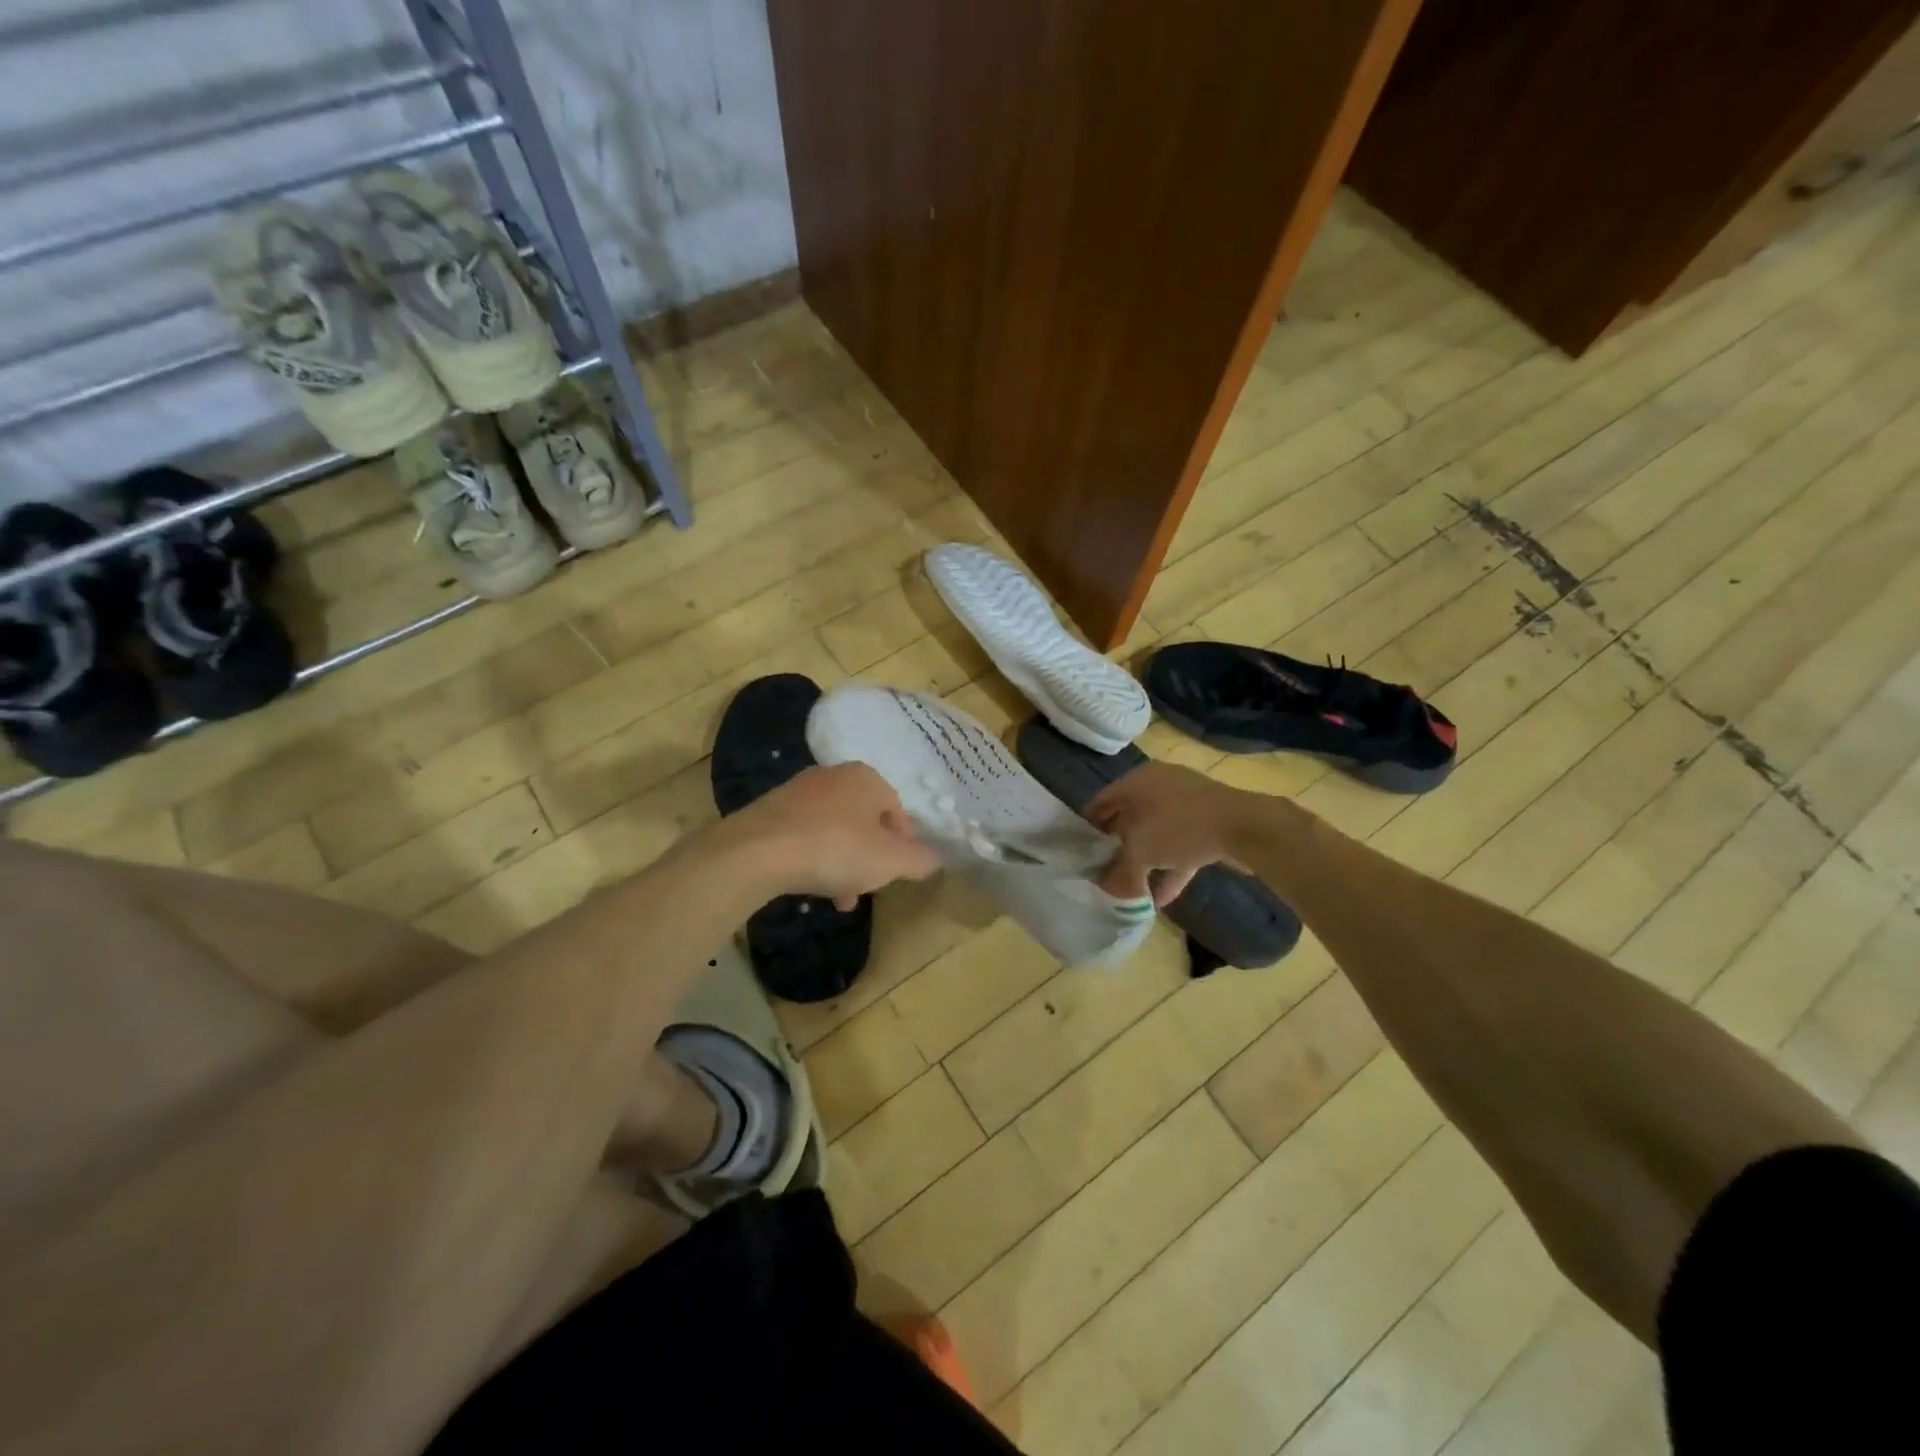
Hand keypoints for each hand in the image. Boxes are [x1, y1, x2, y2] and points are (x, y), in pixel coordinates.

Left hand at [730, 763, 941, 908]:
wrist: (758, 851)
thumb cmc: (836, 849)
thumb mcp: (890, 861)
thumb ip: (919, 860)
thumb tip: (937, 858)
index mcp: (867, 778)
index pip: (897, 809)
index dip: (903, 844)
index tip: (898, 872)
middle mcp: (834, 775)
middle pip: (864, 820)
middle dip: (870, 858)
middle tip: (868, 887)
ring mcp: (799, 790)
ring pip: (834, 830)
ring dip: (842, 863)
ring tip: (839, 898)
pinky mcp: (770, 810)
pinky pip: (804, 834)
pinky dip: (813, 857)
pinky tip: (809, 885)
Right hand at [1087, 763, 1254, 905]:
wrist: (1245, 826)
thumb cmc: (1180, 827)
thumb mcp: (1140, 852)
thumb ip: (1120, 871)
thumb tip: (1107, 887)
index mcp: (1137, 781)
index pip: (1101, 801)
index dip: (1088, 827)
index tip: (1080, 853)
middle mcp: (1158, 786)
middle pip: (1128, 818)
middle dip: (1117, 847)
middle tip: (1105, 871)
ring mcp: (1186, 803)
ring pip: (1156, 833)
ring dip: (1145, 861)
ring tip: (1132, 890)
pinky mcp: (1208, 822)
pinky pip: (1180, 845)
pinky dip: (1170, 868)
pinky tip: (1162, 899)